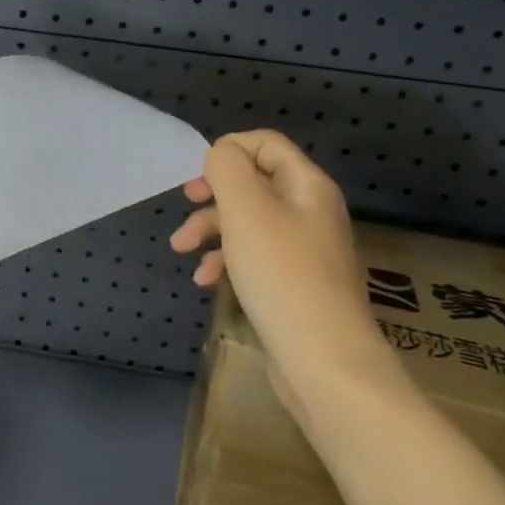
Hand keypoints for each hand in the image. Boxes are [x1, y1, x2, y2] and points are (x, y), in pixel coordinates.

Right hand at [170, 130, 386, 397]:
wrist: (323, 360)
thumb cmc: (281, 275)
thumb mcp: (246, 210)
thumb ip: (228, 170)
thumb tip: (220, 154)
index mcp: (307, 186)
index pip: (266, 143)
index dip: (228, 149)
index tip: (197, 176)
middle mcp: (310, 212)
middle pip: (254, 183)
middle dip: (213, 193)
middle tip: (186, 203)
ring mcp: (304, 250)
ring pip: (248, 222)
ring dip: (211, 230)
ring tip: (182, 250)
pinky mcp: (294, 284)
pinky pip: (254, 257)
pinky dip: (226, 261)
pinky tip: (206, 282)